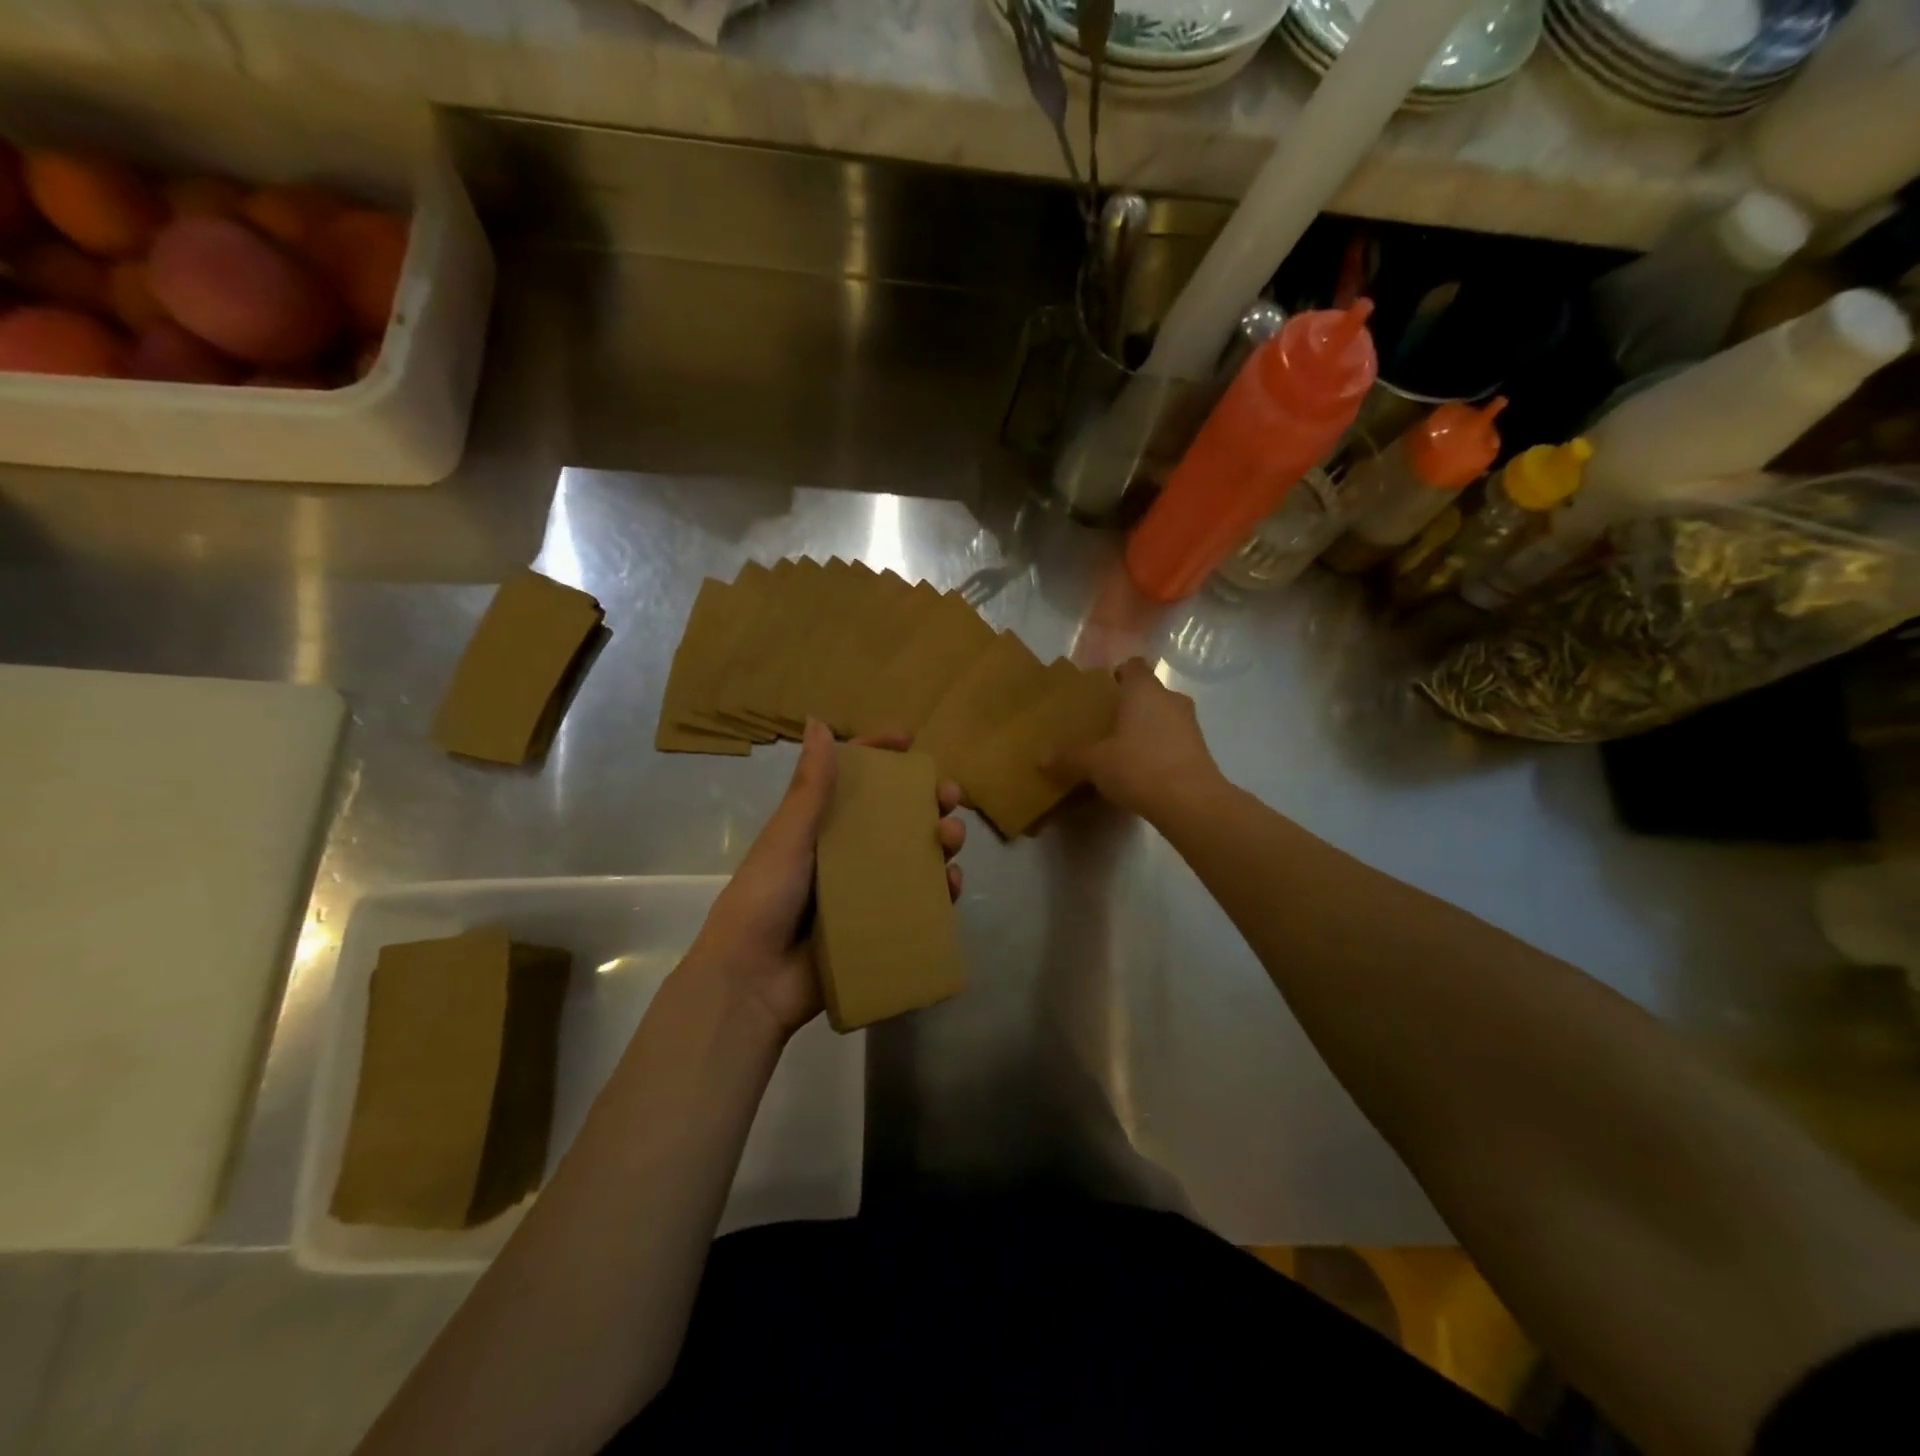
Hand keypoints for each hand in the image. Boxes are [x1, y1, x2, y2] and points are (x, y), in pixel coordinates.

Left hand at [684, 718, 965, 1038]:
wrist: (752, 984)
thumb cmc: (764, 899)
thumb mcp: (788, 838)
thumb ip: (809, 787)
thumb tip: (818, 721)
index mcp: (818, 827)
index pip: (851, 780)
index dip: (879, 755)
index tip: (910, 740)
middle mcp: (844, 854)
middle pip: (893, 817)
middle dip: (926, 801)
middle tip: (949, 796)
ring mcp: (863, 892)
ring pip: (913, 856)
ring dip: (940, 842)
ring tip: (953, 838)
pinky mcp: (878, 927)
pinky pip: (917, 902)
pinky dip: (939, 891)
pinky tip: (952, 884)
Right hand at [1056, 658, 1221, 821]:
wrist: (1190, 801)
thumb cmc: (1138, 766)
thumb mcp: (1095, 763)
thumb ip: (1069, 757)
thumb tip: (1040, 757)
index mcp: (1144, 690)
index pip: (1132, 666)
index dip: (1117, 675)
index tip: (1101, 693)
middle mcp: (1170, 698)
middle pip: (1147, 692)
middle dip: (1129, 705)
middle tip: (1105, 723)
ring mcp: (1189, 723)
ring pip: (1162, 715)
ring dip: (1146, 727)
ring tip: (1122, 748)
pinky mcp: (1200, 749)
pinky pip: (1173, 739)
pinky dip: (1159, 748)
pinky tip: (1142, 769)